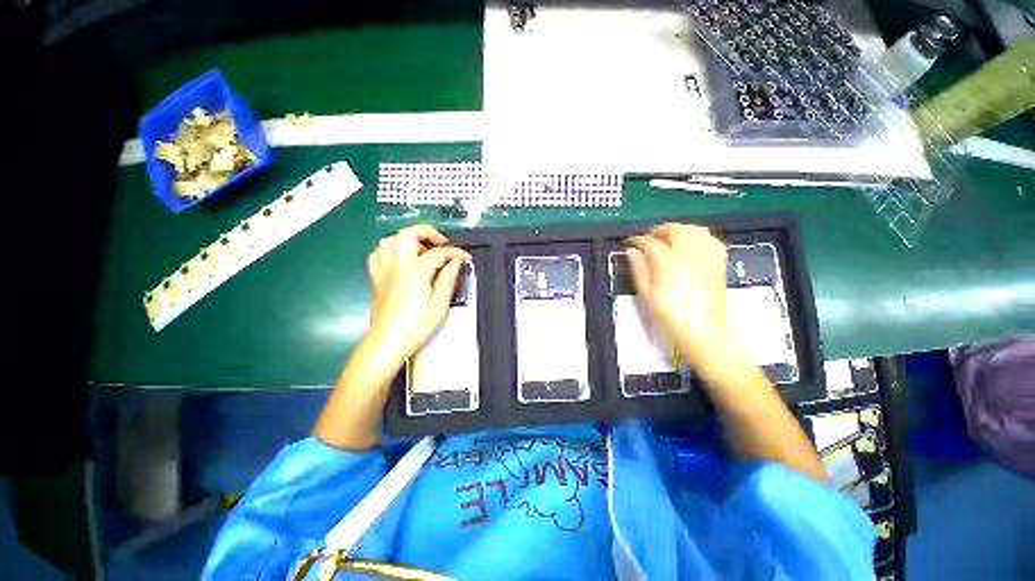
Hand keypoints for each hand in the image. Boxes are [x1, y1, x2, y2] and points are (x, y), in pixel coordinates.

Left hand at [365, 224, 469, 372]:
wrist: (387, 343)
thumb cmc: (416, 327)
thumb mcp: (440, 305)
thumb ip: (448, 279)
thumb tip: (456, 262)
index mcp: (415, 272)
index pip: (437, 253)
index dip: (454, 252)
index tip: (465, 257)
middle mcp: (397, 266)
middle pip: (408, 234)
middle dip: (428, 233)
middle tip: (442, 244)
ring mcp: (384, 270)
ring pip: (390, 240)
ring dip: (408, 239)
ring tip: (422, 249)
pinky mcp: (376, 278)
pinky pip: (379, 254)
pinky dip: (392, 250)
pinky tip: (402, 259)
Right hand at [626, 224, 734, 369]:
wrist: (702, 331)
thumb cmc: (669, 316)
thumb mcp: (647, 295)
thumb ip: (639, 269)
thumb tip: (632, 251)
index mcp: (668, 264)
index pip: (651, 243)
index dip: (638, 240)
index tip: (631, 243)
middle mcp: (689, 256)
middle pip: (676, 230)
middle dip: (660, 230)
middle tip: (649, 238)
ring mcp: (707, 258)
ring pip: (696, 230)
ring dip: (680, 229)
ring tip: (669, 238)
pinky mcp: (718, 264)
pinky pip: (712, 240)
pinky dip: (700, 237)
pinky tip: (692, 245)